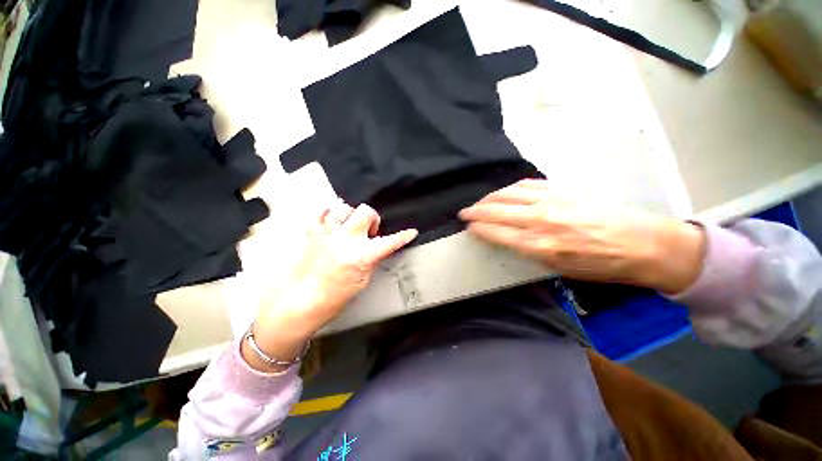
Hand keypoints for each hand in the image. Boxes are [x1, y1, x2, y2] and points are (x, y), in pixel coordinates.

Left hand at [244, 202, 416, 372]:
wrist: (300, 302)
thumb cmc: (334, 298)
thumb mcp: (362, 282)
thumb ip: (372, 261)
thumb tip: (378, 249)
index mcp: (361, 256)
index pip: (389, 242)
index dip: (403, 237)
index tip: (411, 232)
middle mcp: (345, 239)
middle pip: (365, 211)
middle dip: (372, 218)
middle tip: (369, 231)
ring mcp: (327, 233)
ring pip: (343, 206)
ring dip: (351, 215)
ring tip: (350, 227)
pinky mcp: (312, 233)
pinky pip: (322, 212)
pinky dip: (331, 214)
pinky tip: (334, 224)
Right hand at [458, 180, 704, 293]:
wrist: (642, 244)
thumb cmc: (599, 265)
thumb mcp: (559, 269)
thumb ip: (528, 251)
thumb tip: (506, 239)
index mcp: (539, 245)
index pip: (496, 232)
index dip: (478, 228)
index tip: (468, 227)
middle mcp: (540, 219)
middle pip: (496, 210)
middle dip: (474, 211)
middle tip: (464, 213)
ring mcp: (551, 200)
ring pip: (507, 194)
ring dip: (488, 198)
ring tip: (480, 203)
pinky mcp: (562, 188)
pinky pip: (526, 185)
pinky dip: (509, 189)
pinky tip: (503, 193)